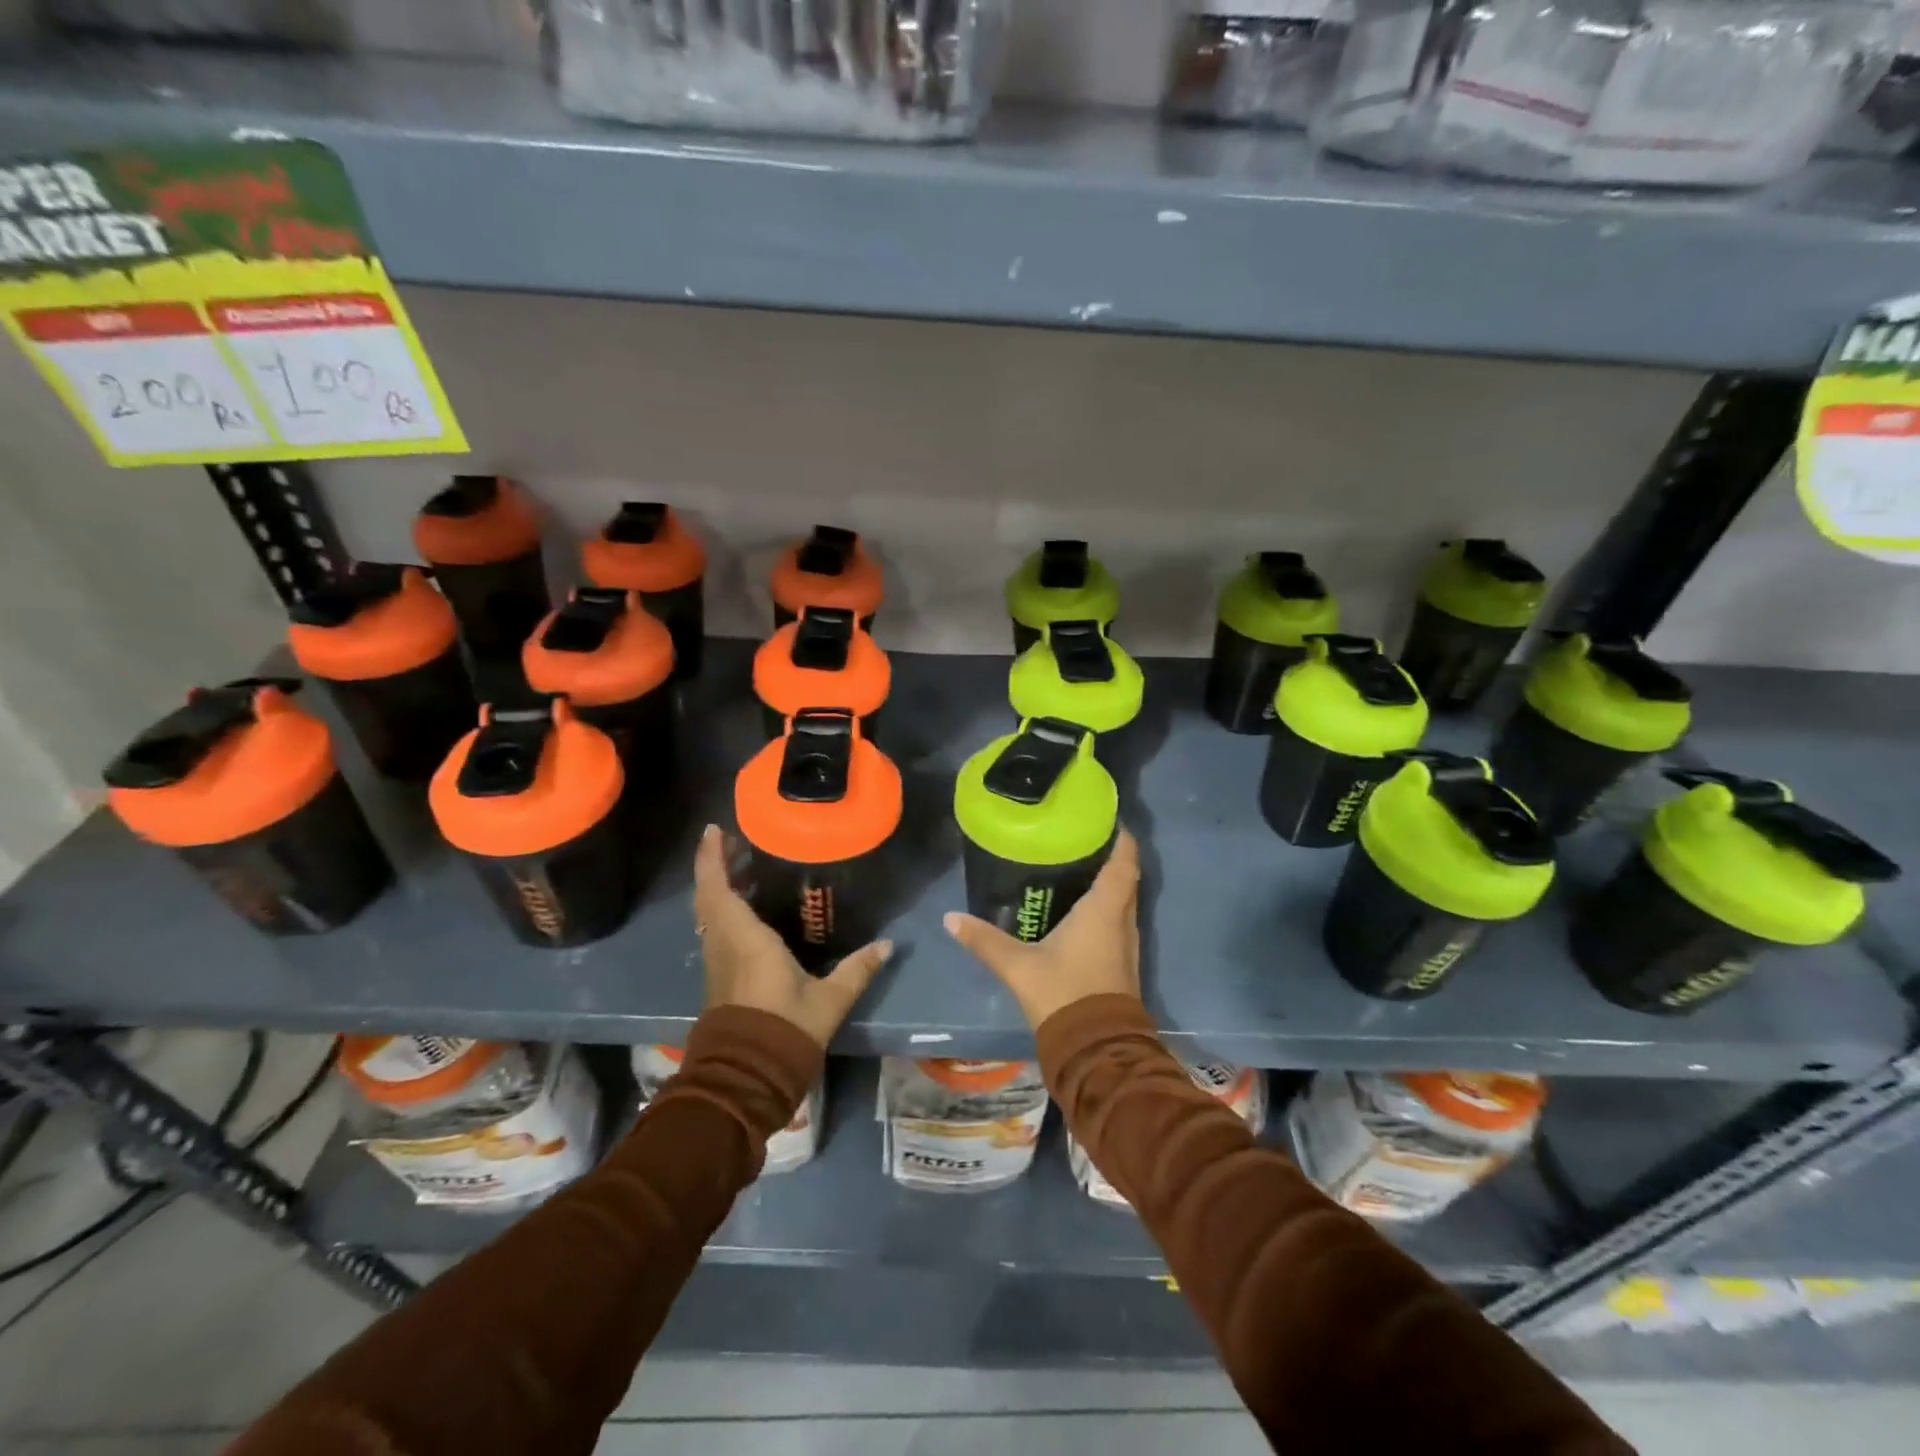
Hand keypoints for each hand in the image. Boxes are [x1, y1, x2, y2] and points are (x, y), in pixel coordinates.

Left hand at [692, 824, 892, 1047]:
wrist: (746, 1078)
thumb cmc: (784, 1029)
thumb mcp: (828, 999)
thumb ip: (857, 969)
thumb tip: (888, 945)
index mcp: (745, 939)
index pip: (717, 889)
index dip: (711, 858)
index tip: (715, 829)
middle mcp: (724, 944)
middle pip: (708, 896)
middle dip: (715, 866)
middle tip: (736, 843)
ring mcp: (718, 962)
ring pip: (709, 914)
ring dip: (719, 888)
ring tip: (744, 869)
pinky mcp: (720, 978)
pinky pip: (716, 931)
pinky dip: (725, 910)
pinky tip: (750, 910)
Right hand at [943, 829, 1140, 1030]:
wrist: (1096, 1050)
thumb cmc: (1063, 994)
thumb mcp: (1017, 966)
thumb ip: (984, 940)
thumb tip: (950, 918)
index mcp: (1103, 910)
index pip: (1123, 863)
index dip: (1121, 838)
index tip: (1107, 819)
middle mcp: (1122, 921)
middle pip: (1125, 879)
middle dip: (1110, 857)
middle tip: (1080, 839)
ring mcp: (1127, 945)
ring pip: (1124, 902)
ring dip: (1109, 884)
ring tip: (1077, 867)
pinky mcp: (1123, 964)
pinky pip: (1118, 922)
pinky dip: (1105, 907)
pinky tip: (1079, 909)